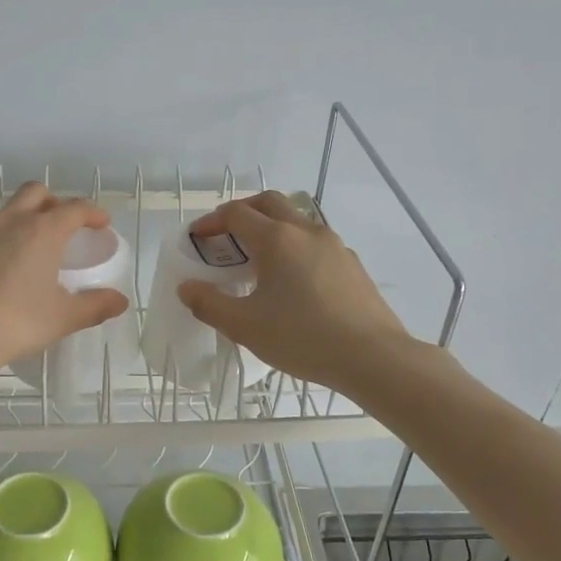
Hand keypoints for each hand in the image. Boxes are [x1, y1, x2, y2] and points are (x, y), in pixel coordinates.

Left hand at [0, 182, 128, 388]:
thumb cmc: (15, 324)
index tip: (101, 223)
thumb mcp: (63, 319)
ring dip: (15, 220)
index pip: (75, 208)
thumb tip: (120, 301)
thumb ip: (95, 306)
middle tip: (60, 225)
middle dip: (52, 202)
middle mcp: (7, 220)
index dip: (92, 212)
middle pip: (35, 192)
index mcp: (42, 232)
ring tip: (19, 248)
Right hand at [178, 191, 410, 393]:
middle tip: (226, 235)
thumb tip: (187, 287)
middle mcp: (306, 231)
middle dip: (243, 211)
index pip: (236, 213)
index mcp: (276, 239)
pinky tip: (293, 280)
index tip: (197, 238)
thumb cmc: (302, 337)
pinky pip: (315, 242)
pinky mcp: (351, 264)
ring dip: (271, 228)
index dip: (211, 221)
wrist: (373, 357)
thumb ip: (209, 304)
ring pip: (296, 220)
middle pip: (269, 202)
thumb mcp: (245, 326)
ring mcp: (334, 245)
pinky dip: (294, 247)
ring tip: (258, 259)